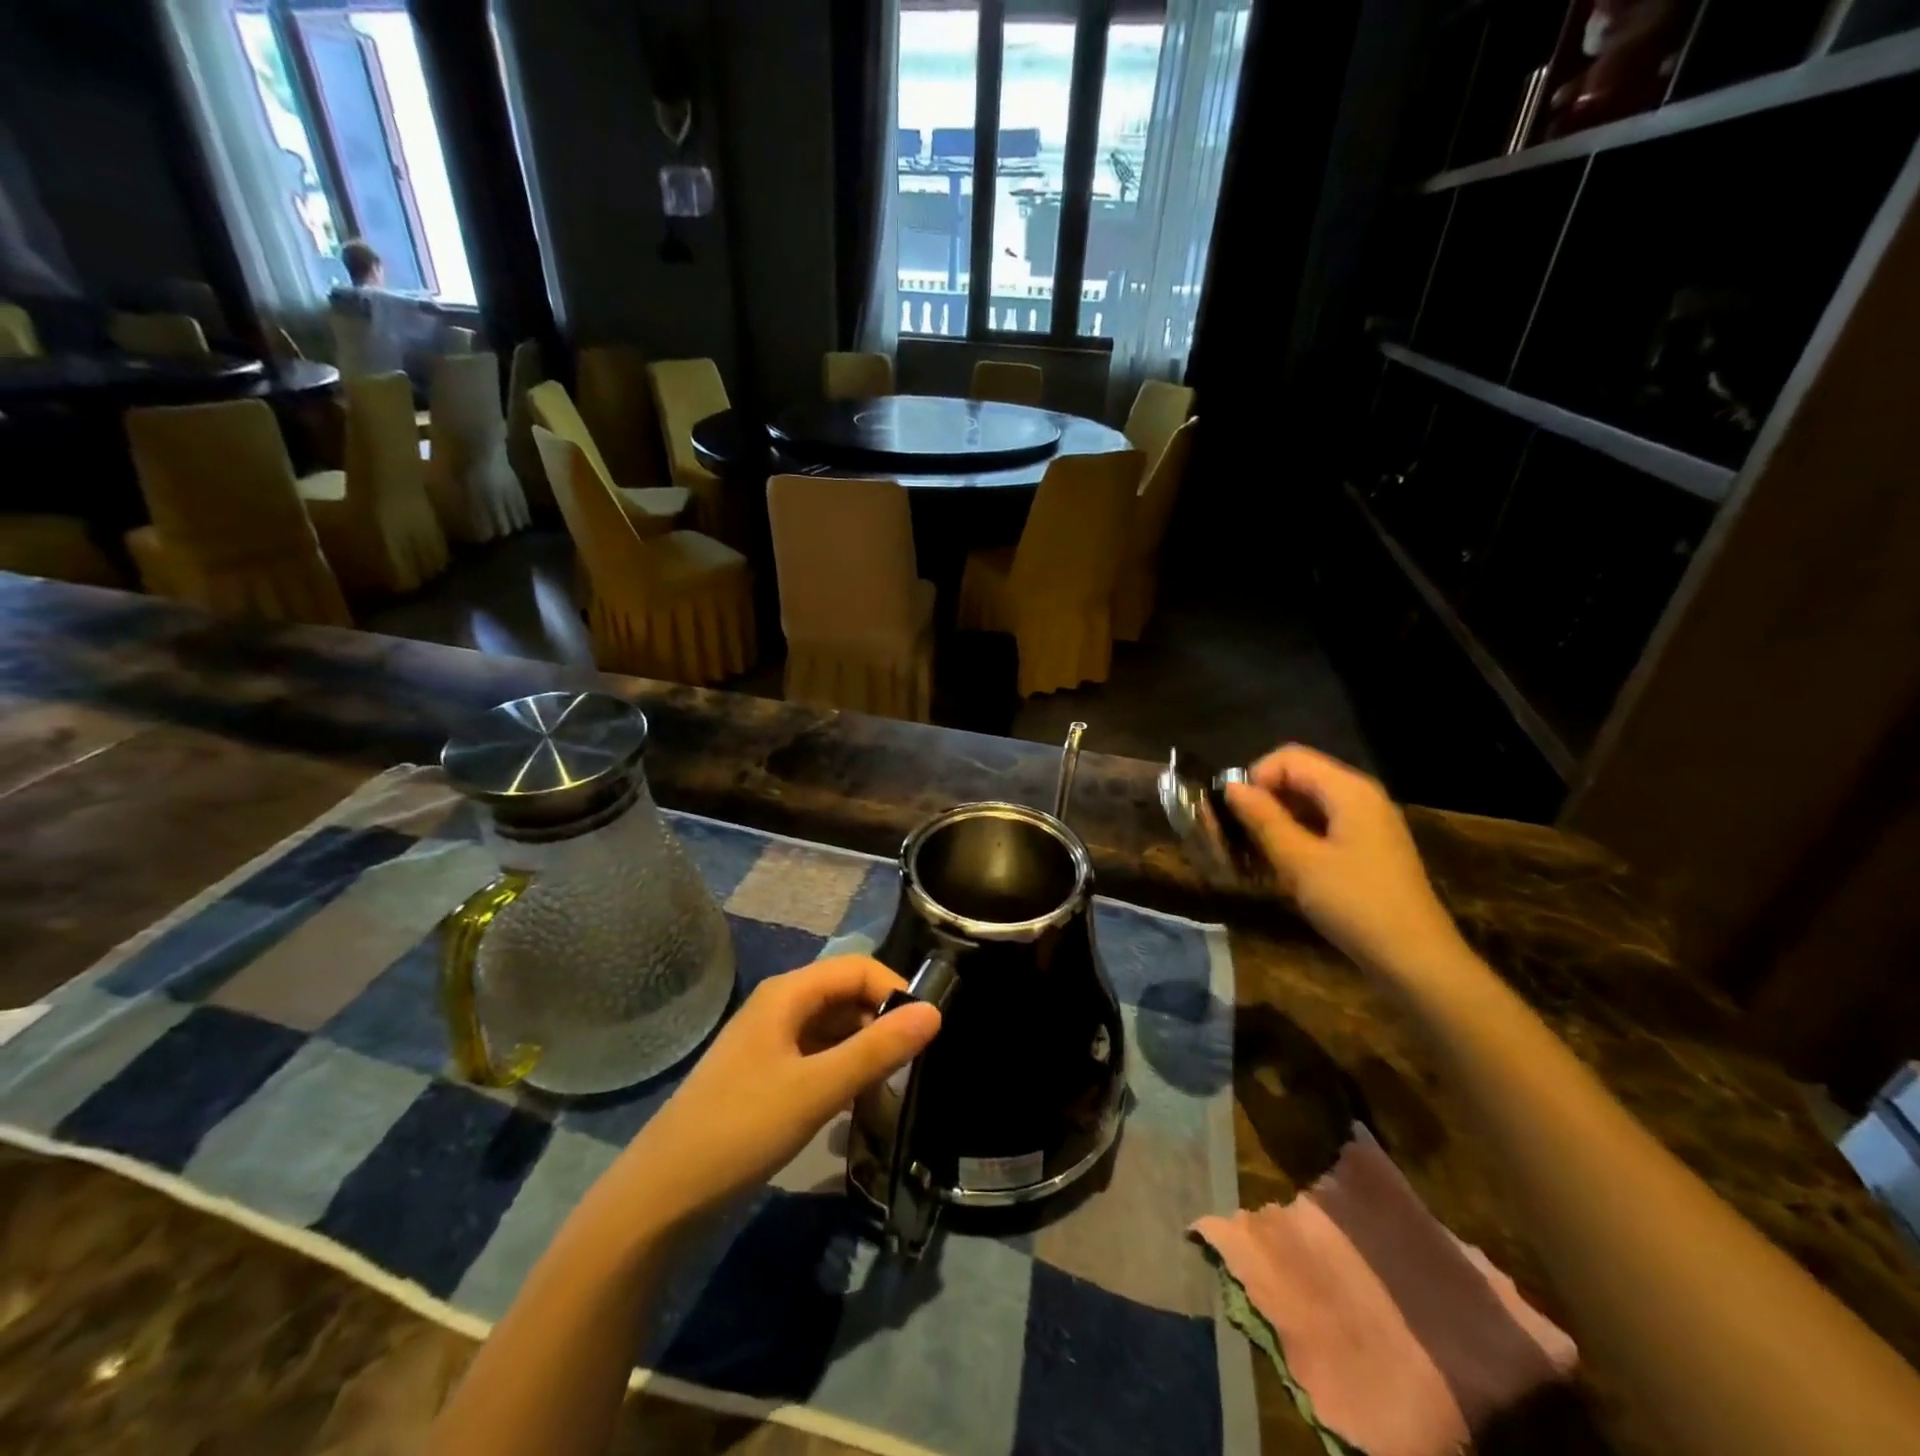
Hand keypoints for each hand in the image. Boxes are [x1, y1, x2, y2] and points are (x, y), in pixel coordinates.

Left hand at [613, 957, 940, 1230]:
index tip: (926, 1031)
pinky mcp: (766, 1074)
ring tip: (889, 1088)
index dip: (895, 990)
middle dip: (882, 1022)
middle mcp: (780, 1006)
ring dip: (865, 1050)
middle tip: (912, 1066)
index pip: (858, 968)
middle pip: (846, 995)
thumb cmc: (741, 1129)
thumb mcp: (817, 1089)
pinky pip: (817, 1056)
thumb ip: (877, 1049)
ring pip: (833, 1028)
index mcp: (788, 994)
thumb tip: (935, 1012)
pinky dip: (843, 1070)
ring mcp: (770, 1041)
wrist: (662, 1195)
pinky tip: (856, 1104)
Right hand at [1223, 744, 1467, 981]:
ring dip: (1275, 821)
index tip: (1234, 814)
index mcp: (1349, 790)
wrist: (1415, 960)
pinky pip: (1322, 826)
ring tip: (1252, 854)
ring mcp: (1367, 823)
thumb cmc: (1355, 904)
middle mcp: (1360, 796)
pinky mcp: (1367, 848)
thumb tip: (1231, 786)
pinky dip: (1295, 837)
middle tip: (1235, 836)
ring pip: (1308, 804)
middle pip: (1298, 778)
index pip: (1288, 758)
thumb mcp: (1299, 862)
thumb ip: (1263, 819)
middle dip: (1262, 800)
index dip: (1255, 778)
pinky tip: (1279, 867)